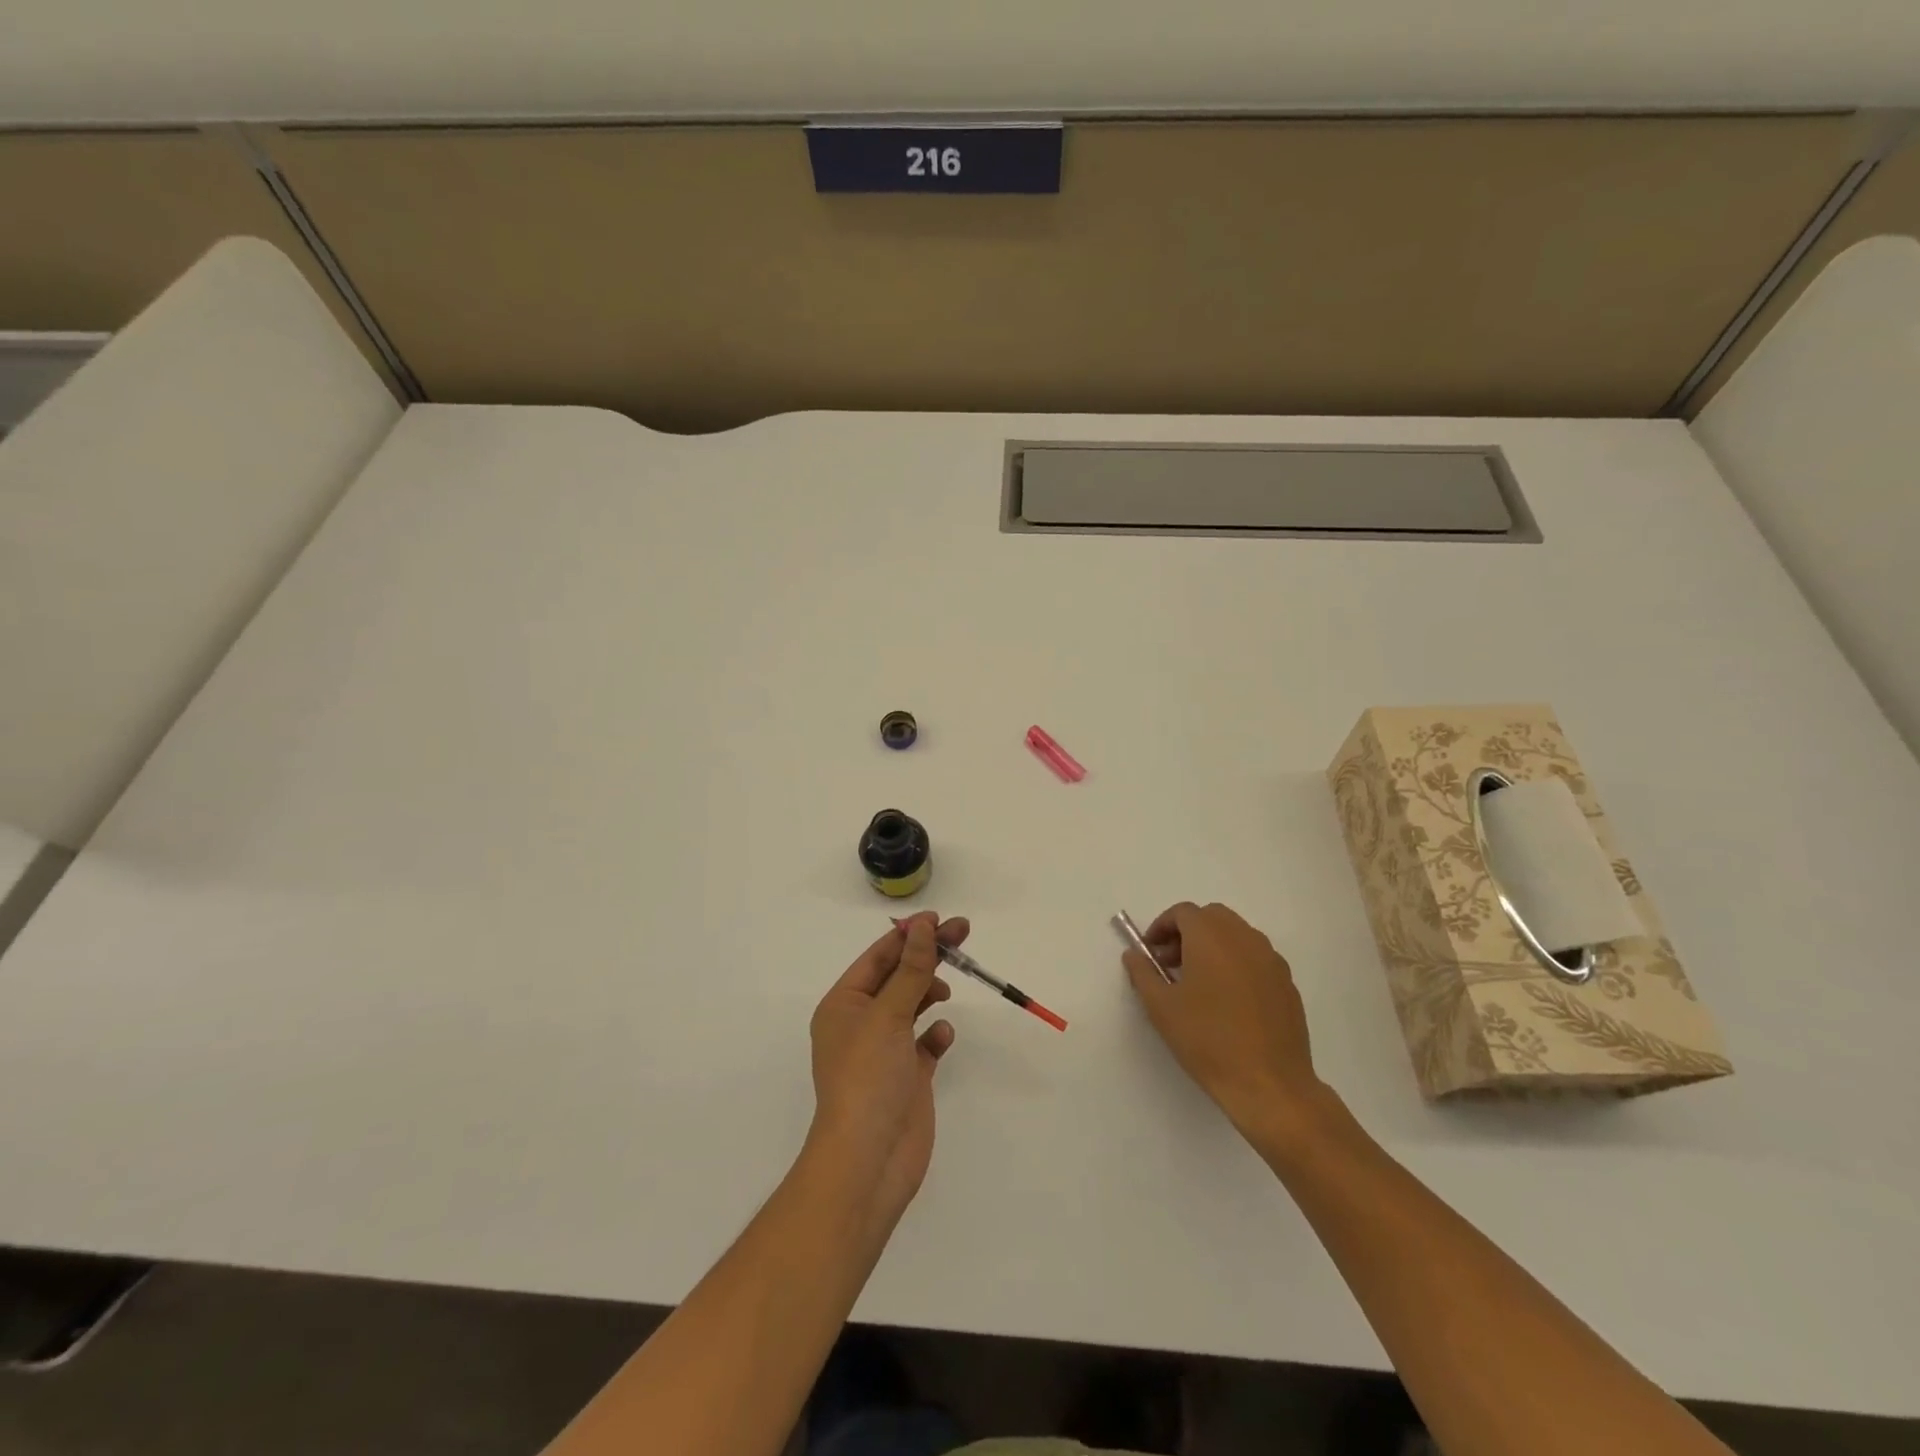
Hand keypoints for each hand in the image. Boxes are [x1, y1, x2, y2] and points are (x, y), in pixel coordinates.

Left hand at [808, 912, 965, 1225]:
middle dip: (928, 957)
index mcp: (843, 1005)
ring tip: (947, 989)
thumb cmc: (868, 1077)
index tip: (940, 919)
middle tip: (963, 933)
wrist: (868, 1160)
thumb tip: (923, 926)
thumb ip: (911, 969)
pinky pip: (924, 1044)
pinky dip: (935, 1034)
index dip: (909, 935)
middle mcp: (861, 1024)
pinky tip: (942, 1036)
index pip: (878, 957)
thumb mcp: (888, 1015)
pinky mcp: (907, 1077)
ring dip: (929, 992)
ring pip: (911, 1007)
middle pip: (898, 977)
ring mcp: (884, 1052)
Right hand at [1122, 902, 1329, 1144]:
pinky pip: (1256, 958)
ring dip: (1214, 945)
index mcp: (1211, 937)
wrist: (1269, 1084)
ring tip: (1199, 982)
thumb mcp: (1161, 1008)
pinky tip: (1229, 1000)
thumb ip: (1143, 973)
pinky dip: (1237, 963)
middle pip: (1212, 917)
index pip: (1183, 912)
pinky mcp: (1287, 983)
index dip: (1162, 927)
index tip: (1151, 952)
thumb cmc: (1208, 1041)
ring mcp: (1271, 960)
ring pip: (1237, 935)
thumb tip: (1134, 954)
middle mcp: (1244, 938)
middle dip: (1188, 932)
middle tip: (1172, 963)